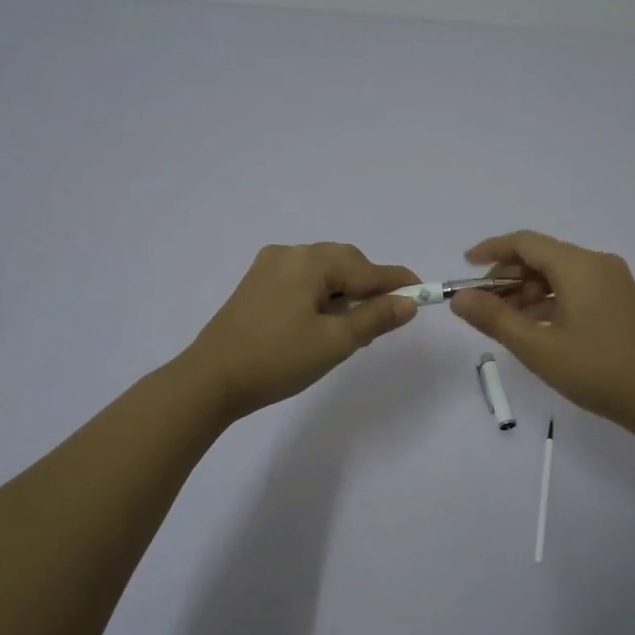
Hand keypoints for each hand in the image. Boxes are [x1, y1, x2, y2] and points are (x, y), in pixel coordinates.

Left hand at [183, 244, 420, 420]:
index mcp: (310, 262)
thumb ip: (375, 318)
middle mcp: (288, 254)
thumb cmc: (278, 359)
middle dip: (368, 287)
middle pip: (344, 263)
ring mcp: (268, 268)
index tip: (423, 293)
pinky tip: (323, 323)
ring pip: (322, 272)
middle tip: (385, 318)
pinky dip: (321, 296)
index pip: (366, 268)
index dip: (396, 282)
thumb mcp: (335, 341)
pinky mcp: (255, 286)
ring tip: (353, 328)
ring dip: (345, 292)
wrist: (211, 380)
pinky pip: (302, 282)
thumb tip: (408, 302)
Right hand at [449, 230, 634, 431]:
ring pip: (559, 274)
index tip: (465, 265)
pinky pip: (576, 288)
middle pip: (542, 256)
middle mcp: (597, 264)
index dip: (492, 250)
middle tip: (483, 307)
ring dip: (528, 292)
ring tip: (506, 323)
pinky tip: (536, 328)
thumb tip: (459, 298)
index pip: (525, 242)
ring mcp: (613, 282)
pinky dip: (551, 301)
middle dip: (508, 276)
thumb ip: (495, 319)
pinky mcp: (621, 301)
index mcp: (578, 266)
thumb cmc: (597, 370)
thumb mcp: (538, 347)